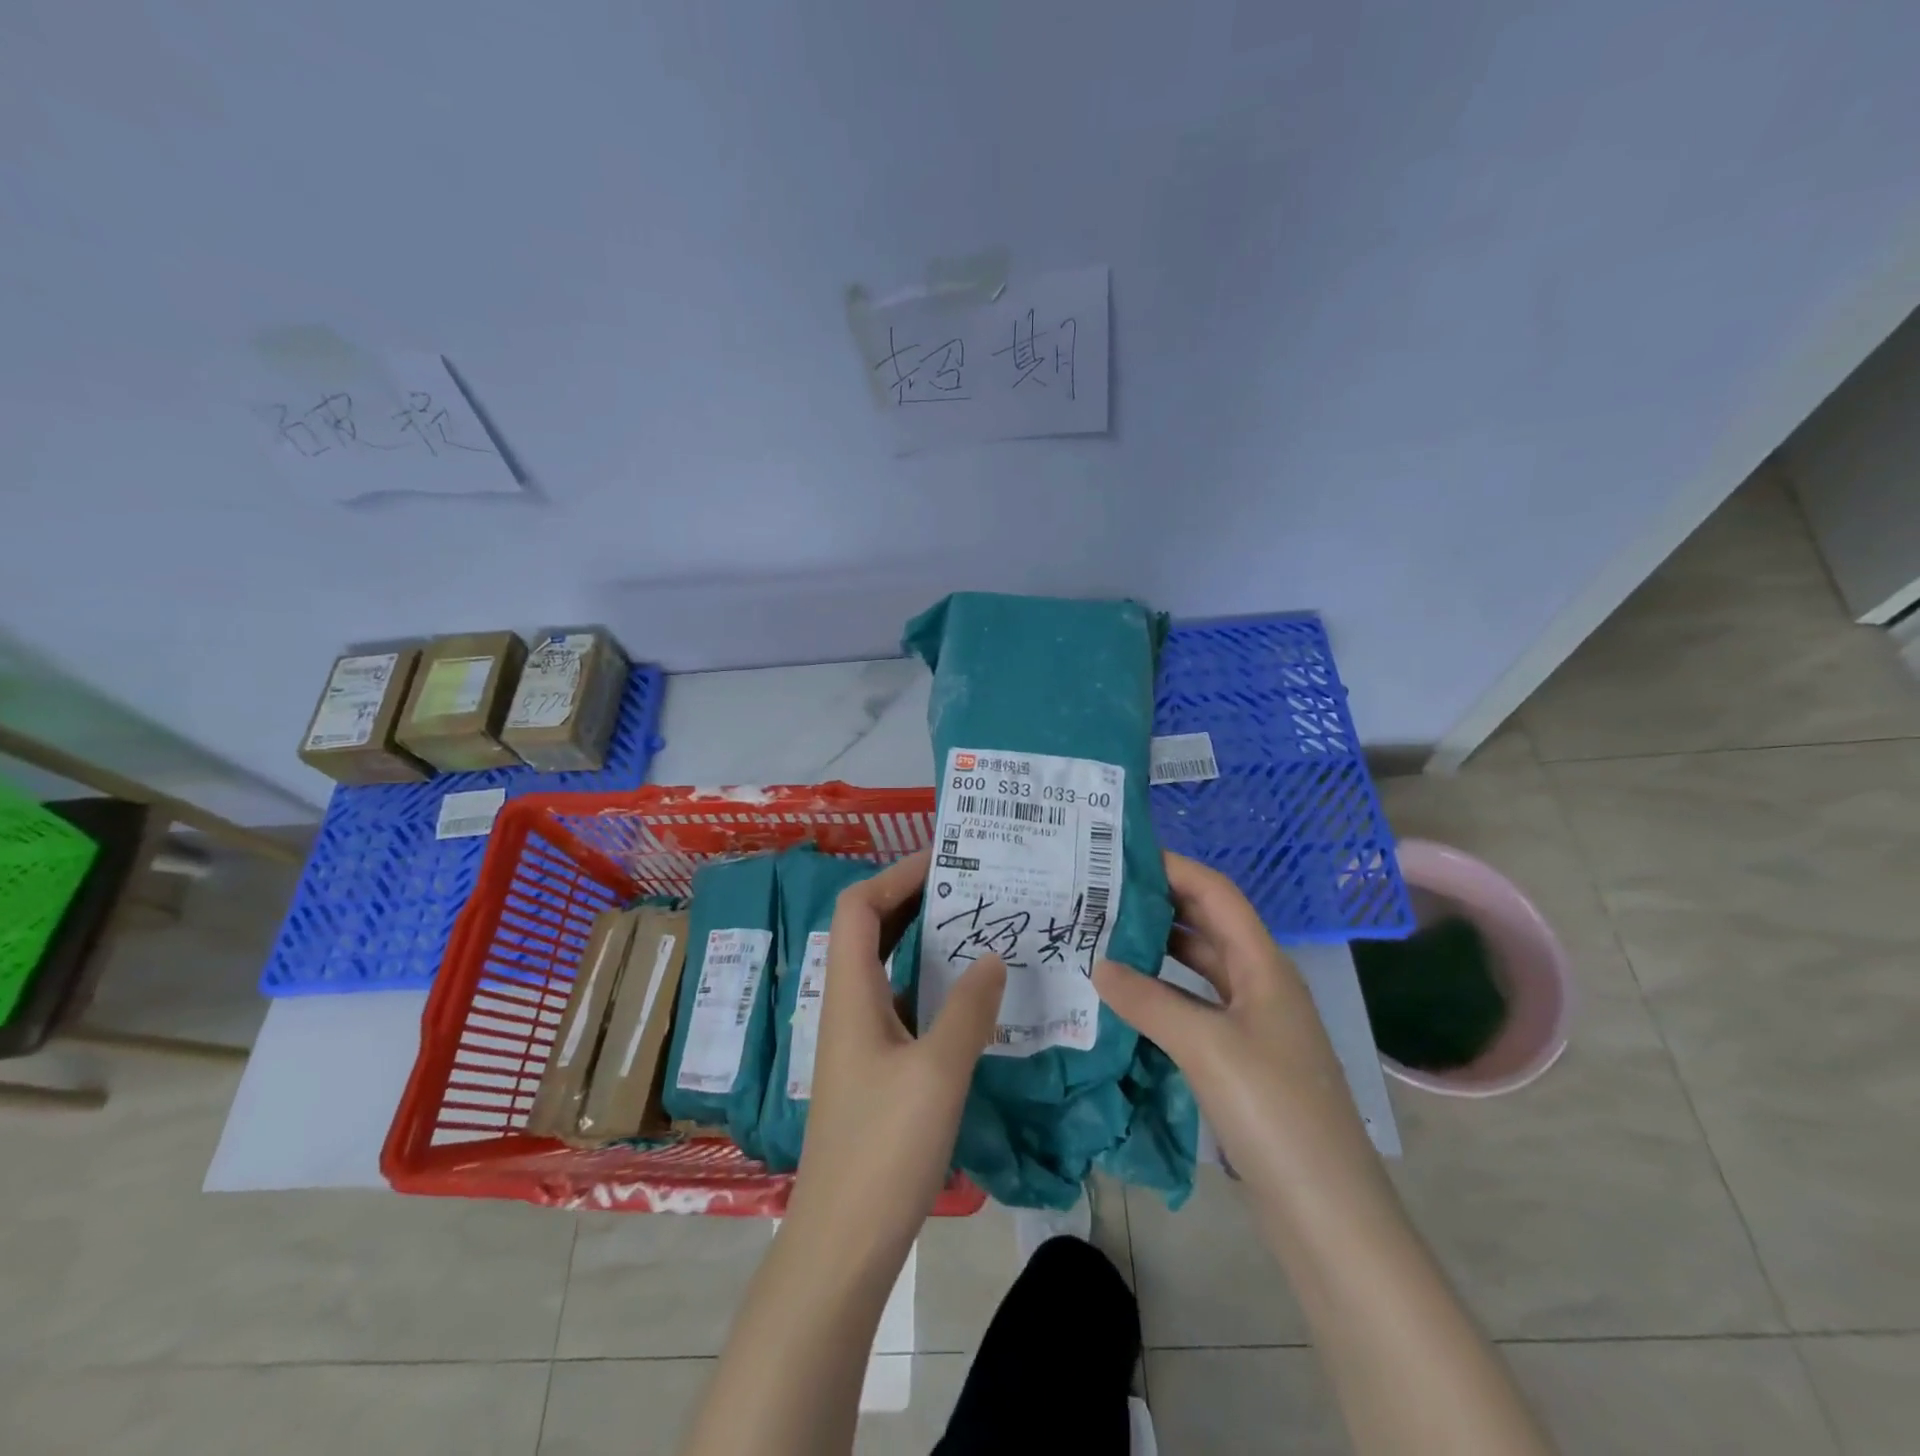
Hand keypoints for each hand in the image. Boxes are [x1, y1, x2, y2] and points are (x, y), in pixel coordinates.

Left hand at [684, 854, 1004, 1455]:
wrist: (843, 1242)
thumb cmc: (885, 1149)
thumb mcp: (937, 1072)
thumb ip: (968, 1008)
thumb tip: (993, 956)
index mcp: (850, 992)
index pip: (859, 906)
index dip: (896, 874)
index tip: (946, 860)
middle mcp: (849, 1004)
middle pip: (872, 928)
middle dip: (916, 898)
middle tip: (971, 885)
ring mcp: (861, 1037)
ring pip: (889, 966)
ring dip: (926, 940)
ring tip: (978, 925)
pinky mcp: (876, 1067)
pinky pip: (903, 1002)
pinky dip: (932, 983)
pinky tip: (972, 993)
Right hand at [1092, 851, 1374, 1197]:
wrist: (1328, 1213)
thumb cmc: (1274, 1112)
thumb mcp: (1206, 1046)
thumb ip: (1148, 1000)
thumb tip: (1097, 964)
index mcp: (1264, 966)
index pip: (1216, 894)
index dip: (1174, 867)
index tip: (1121, 854)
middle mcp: (1260, 985)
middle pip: (1207, 926)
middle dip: (1159, 903)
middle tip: (1100, 892)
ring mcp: (1253, 1025)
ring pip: (1199, 969)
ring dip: (1157, 950)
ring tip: (1102, 936)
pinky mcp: (1241, 1061)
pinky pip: (1195, 1009)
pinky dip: (1162, 995)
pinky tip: (1126, 999)